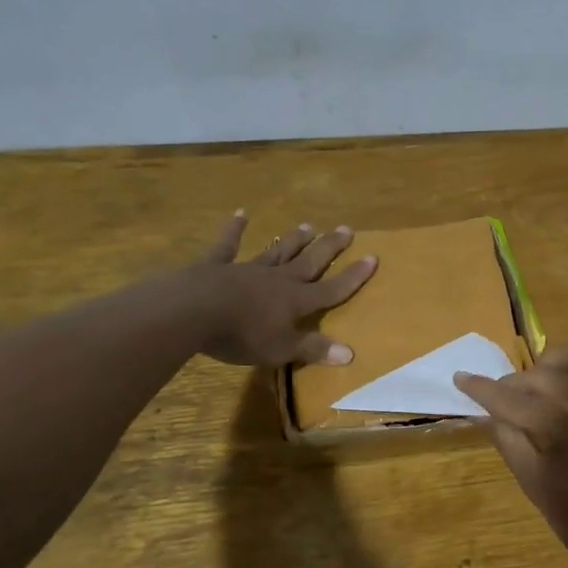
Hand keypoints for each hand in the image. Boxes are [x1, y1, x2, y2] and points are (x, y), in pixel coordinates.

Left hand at [192, 213, 378, 366]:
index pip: (332, 289)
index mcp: (295, 301)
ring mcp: (248, 269)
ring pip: (277, 252)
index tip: (373, 257)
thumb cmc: (242, 334)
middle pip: (309, 261)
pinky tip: (241, 214)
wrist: (194, 310)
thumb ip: (313, 349)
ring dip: (293, 240)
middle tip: (346, 229)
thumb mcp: (281, 349)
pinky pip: (229, 245)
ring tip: (308, 225)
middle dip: (329, 247)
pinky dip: (235, 230)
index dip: (353, 276)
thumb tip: (350, 353)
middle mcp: (278, 279)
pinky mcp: (217, 265)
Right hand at [455, 341, 567, 567]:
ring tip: (546, 385)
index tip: (461, 378)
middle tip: (506, 399)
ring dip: (555, 365)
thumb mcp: (533, 482)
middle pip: (541, 374)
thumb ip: (507, 439)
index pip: (508, 397)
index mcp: (558, 424)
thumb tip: (485, 411)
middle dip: (517, 383)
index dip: (480, 388)